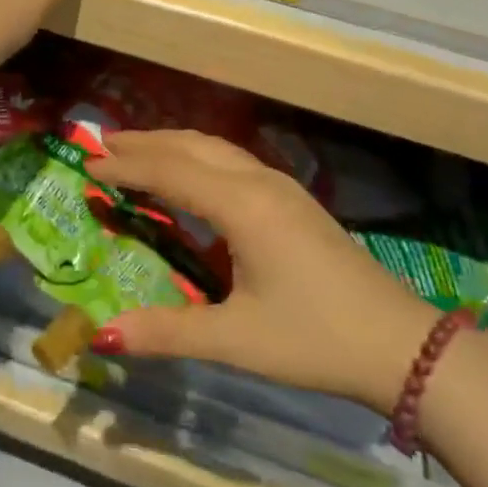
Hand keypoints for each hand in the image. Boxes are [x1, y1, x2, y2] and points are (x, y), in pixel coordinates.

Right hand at [85, 130, 438, 410]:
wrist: (400, 343)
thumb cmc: (314, 339)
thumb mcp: (236, 340)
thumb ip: (167, 333)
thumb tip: (102, 336)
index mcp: (241, 205)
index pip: (171, 172)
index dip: (127, 167)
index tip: (87, 164)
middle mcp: (258, 182)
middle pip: (191, 147)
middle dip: (145, 142)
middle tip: (102, 143)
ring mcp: (281, 187)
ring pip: (215, 149)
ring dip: (173, 145)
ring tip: (137, 149)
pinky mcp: (294, 199)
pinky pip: (232, 160)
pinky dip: (197, 156)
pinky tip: (192, 174)